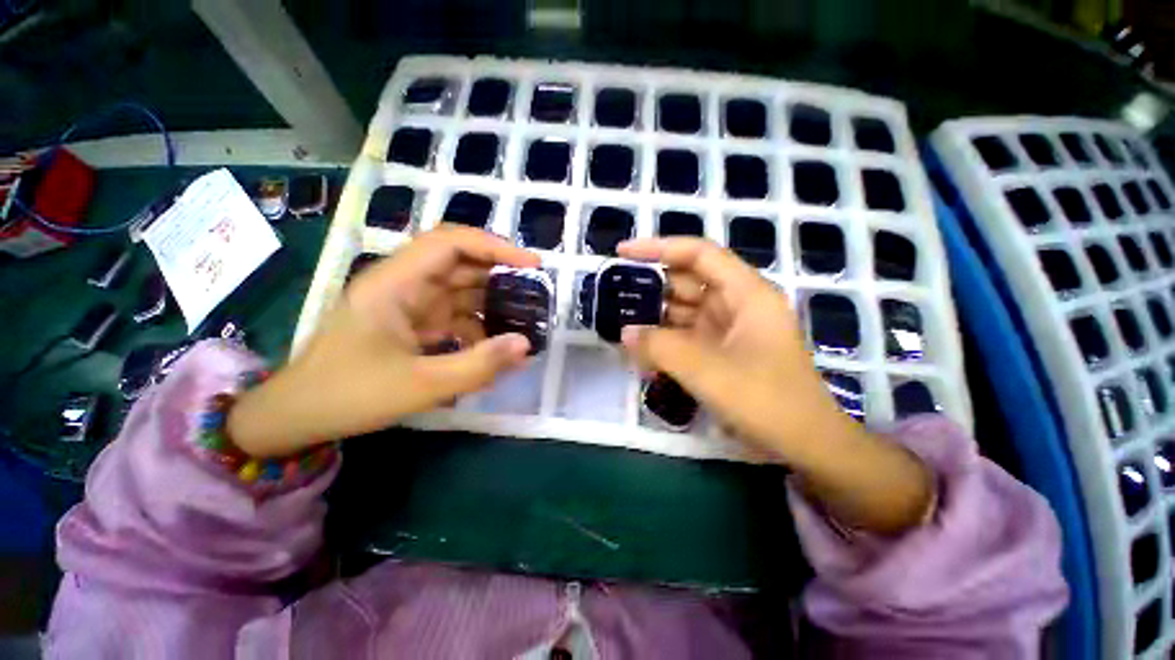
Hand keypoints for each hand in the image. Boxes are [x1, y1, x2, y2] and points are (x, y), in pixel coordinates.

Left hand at [228, 226, 539, 457]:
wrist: (296, 417)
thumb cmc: (347, 395)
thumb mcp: (419, 386)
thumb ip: (478, 366)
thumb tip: (526, 345)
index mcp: (394, 284)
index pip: (449, 243)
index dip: (495, 246)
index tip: (532, 264)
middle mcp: (402, 285)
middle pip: (460, 263)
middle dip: (500, 274)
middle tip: (537, 292)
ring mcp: (407, 304)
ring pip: (460, 289)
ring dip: (492, 301)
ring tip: (525, 318)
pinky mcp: (412, 324)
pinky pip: (453, 314)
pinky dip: (478, 325)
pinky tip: (495, 344)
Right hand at [618, 237, 932, 533]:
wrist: (804, 445)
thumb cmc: (765, 400)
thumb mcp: (706, 369)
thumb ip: (660, 347)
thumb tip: (625, 332)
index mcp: (745, 293)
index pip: (698, 254)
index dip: (659, 247)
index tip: (623, 252)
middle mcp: (737, 304)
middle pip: (687, 282)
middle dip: (651, 287)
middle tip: (613, 295)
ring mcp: (728, 329)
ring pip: (683, 311)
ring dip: (654, 317)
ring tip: (619, 323)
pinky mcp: (721, 351)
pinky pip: (686, 336)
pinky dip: (664, 341)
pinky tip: (641, 351)